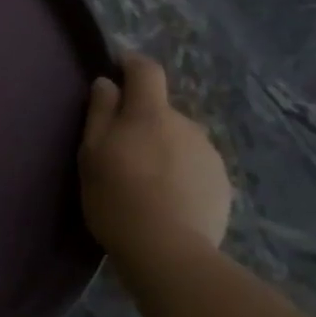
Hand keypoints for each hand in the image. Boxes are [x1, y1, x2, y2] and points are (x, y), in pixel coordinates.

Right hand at [79, 52, 231, 264]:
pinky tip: (166, 201)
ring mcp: (209, 154)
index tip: (117, 71)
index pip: (146, 70)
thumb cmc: (117, 197)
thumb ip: (100, 112)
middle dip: (143, 122)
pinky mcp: (222, 184)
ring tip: (145, 183)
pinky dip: (180, 174)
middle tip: (122, 152)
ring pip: (179, 140)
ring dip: (163, 149)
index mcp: (151, 113)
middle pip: (161, 111)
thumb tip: (107, 82)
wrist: (168, 251)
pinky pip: (195, 167)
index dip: (131, 65)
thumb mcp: (92, 153)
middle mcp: (187, 124)